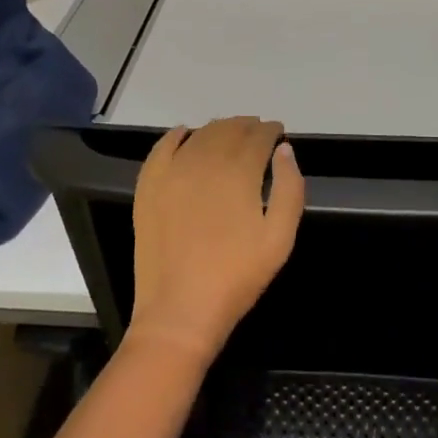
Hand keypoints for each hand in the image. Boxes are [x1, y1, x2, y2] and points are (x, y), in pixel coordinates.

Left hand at [127, 118, 304, 364]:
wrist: (180, 311)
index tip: (278, 132)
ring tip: (230, 133)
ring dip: (218, 129)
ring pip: (199, 135)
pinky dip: (176, 135)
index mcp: (239, 172)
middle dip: (247, 127)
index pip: (258, 137)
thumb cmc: (237, 276)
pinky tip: (185, 133)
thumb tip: (284, 150)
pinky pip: (161, 148)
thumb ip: (289, 188)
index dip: (270, 131)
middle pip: (228, 130)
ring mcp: (171, 172)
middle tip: (258, 131)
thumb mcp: (280, 238)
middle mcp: (204, 162)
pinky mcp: (148, 187)